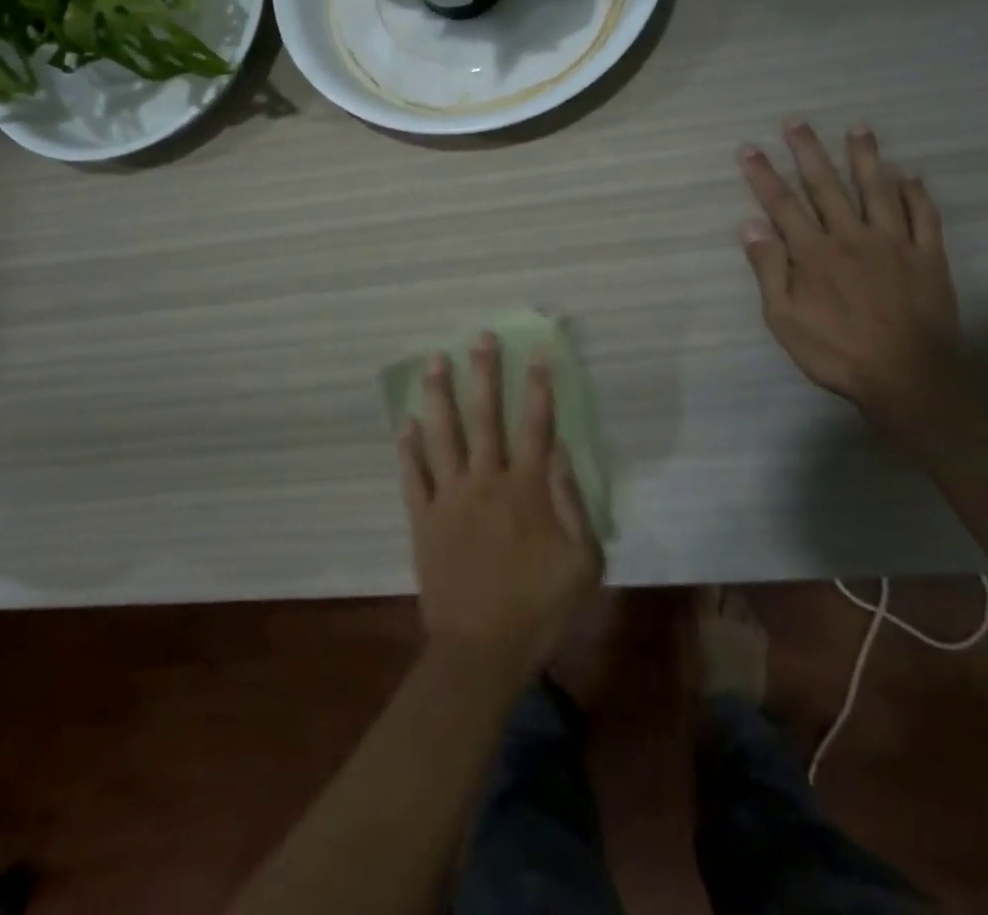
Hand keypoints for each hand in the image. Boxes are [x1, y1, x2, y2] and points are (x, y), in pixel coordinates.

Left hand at [398, 334, 601, 687]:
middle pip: (484, 416)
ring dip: (438, 395)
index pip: (535, 424)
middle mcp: (485, 480)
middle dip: (483, 373)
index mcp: (526, 489)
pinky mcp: (423, 518)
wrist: (481, 649)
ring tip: (434, 361)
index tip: (538, 352)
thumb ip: (572, 501)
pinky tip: (405, 423)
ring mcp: (449, 497)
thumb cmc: (540, 607)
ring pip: (442, 434)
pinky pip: (413, 475)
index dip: (538, 386)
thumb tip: (559, 450)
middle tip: (480, 337)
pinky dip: (408, 448)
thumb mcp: (582, 561)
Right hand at [738, 123, 961, 426]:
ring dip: (865, 157)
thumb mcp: (784, 318)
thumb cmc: (836, 351)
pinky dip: (915, 193)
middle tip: (796, 122)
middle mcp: (851, 237)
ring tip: (859, 129)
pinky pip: (923, 217)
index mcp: (813, 253)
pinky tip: (909, 175)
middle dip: (808, 152)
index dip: (763, 175)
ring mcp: (894, 243)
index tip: (749, 148)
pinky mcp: (928, 257)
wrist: (907, 376)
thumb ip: (769, 269)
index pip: (781, 205)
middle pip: (826, 186)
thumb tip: (750, 225)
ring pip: (877, 190)